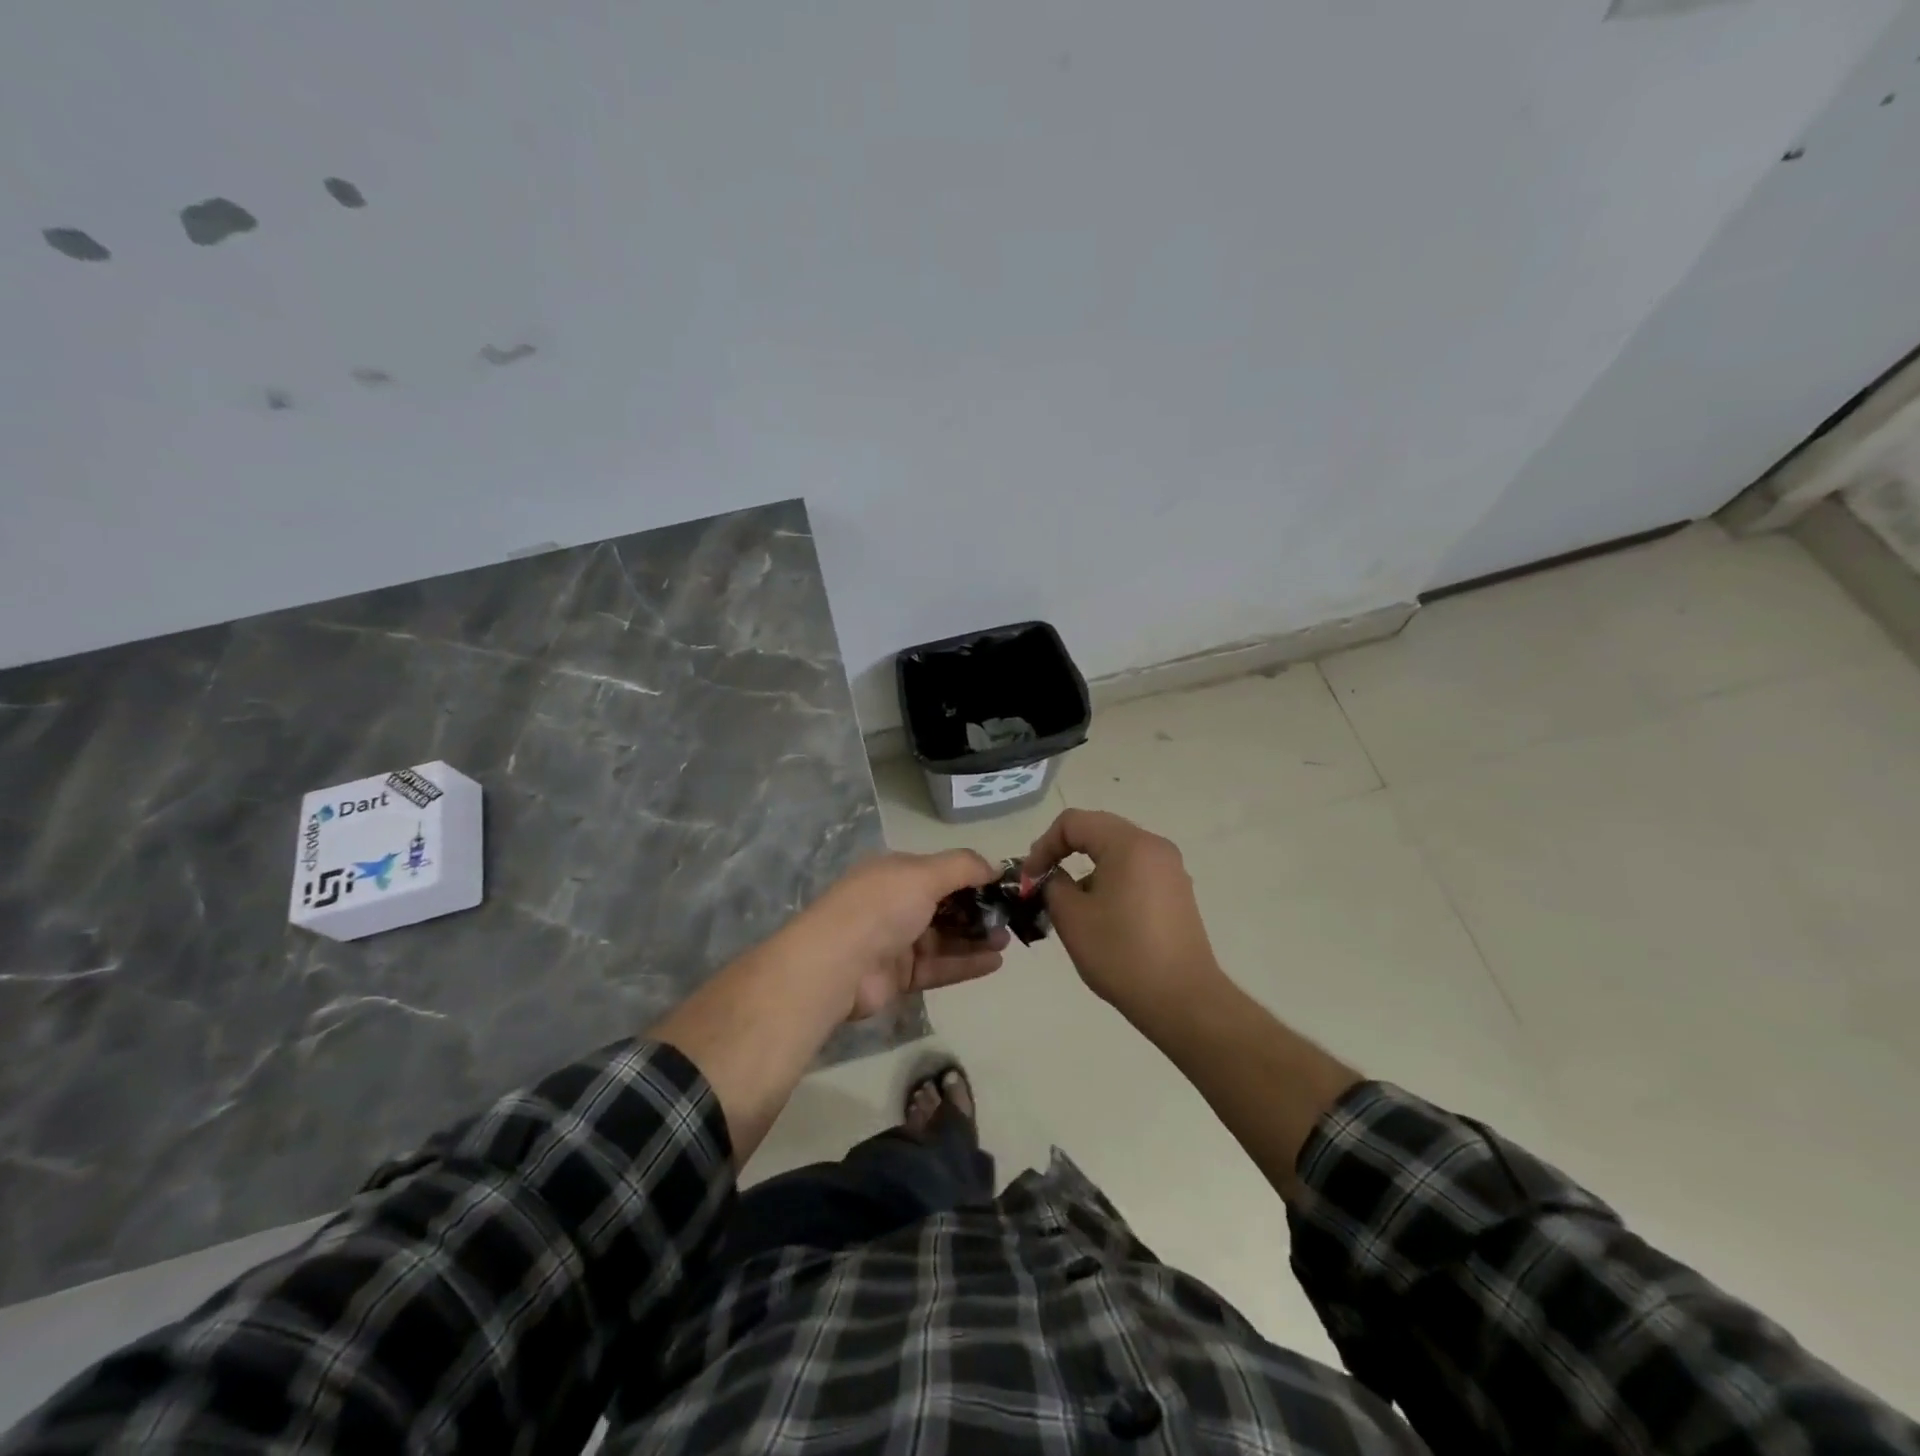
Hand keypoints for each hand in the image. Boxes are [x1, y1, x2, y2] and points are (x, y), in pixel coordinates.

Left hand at [782, 850, 1012, 1020]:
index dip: (973, 877)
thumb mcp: (924, 873)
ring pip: (944, 938)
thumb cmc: (882, 907)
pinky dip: (966, 963)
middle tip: (1011, 918)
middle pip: (945, 905)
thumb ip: (963, 866)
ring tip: (1008, 940)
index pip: (941, 871)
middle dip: (978, 910)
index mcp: (896, 872)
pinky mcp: (899, 976)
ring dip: (976, 937)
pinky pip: (939, 966)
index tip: (1005, 886)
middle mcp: (895, 903)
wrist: (836, 965)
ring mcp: (896, 941)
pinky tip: (995, 962)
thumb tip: (996, 866)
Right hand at [1022, 809, 1225, 1025]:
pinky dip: (1110, 880)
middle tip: (1042, 881)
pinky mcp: (1177, 892)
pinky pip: (1135, 870)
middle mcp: (1154, 846)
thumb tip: (1055, 877)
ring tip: (1069, 903)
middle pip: (1098, 830)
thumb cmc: (1121, 953)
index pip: (1074, 822)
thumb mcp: (1072, 917)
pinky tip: (1100, 914)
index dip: (1043, 845)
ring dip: (1087, 867)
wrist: (1182, 1000)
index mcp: (1129, 844)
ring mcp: (1170, 869)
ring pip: (1117, 851)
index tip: (1029, 879)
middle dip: (1064, 851)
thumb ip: (1053, 884)